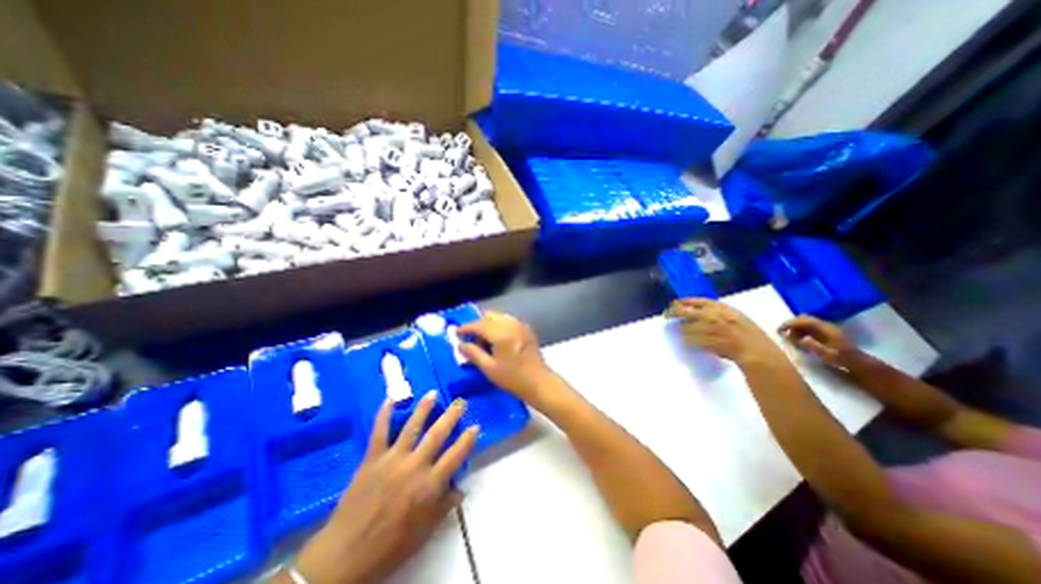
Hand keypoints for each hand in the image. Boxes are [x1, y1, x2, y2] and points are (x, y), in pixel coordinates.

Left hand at [292, 393, 478, 583]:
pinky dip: (384, 413)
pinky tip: (391, 398)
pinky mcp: (372, 458)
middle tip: (460, 402)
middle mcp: (414, 466)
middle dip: (451, 416)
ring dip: (424, 408)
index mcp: (429, 486)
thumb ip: (444, 506)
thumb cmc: (389, 547)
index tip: (476, 426)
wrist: (344, 557)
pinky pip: (379, 431)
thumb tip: (461, 488)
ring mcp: (392, 459)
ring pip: (412, 426)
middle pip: (437, 434)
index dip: (467, 440)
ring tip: (433, 393)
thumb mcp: (424, 532)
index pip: (456, 456)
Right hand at [457, 313, 556, 402]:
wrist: (539, 382)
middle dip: (477, 324)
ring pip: (499, 317)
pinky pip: (508, 321)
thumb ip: (473, 354)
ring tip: (483, 340)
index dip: (465, 328)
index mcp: (501, 333)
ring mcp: (520, 325)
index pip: (479, 324)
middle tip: (470, 338)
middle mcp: (511, 324)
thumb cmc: (513, 378)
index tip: (456, 333)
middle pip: (489, 316)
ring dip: (488, 324)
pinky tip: (496, 340)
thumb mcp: (489, 368)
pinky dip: (499, 325)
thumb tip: (460, 344)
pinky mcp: (526, 329)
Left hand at [667, 299, 781, 365]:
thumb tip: (695, 310)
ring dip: (683, 332)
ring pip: (683, 328)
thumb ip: (715, 310)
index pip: (691, 300)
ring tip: (689, 335)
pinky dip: (688, 341)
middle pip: (680, 311)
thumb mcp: (733, 314)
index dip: (679, 302)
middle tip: (666, 316)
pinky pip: (688, 340)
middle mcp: (709, 314)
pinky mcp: (703, 340)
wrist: (756, 350)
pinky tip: (692, 343)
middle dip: (671, 313)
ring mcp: (706, 328)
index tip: (673, 305)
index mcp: (717, 306)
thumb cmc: (748, 333)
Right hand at [776, 315, 858, 369]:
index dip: (790, 324)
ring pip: (806, 322)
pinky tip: (798, 339)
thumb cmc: (842, 360)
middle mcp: (825, 325)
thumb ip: (813, 346)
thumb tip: (801, 339)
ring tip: (789, 337)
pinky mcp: (826, 332)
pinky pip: (809, 327)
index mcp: (826, 328)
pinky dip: (800, 330)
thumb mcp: (828, 355)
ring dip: (795, 327)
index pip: (804, 320)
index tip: (779, 330)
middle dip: (791, 324)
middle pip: (804, 318)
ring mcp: (826, 328)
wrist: (858, 363)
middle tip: (782, 332)